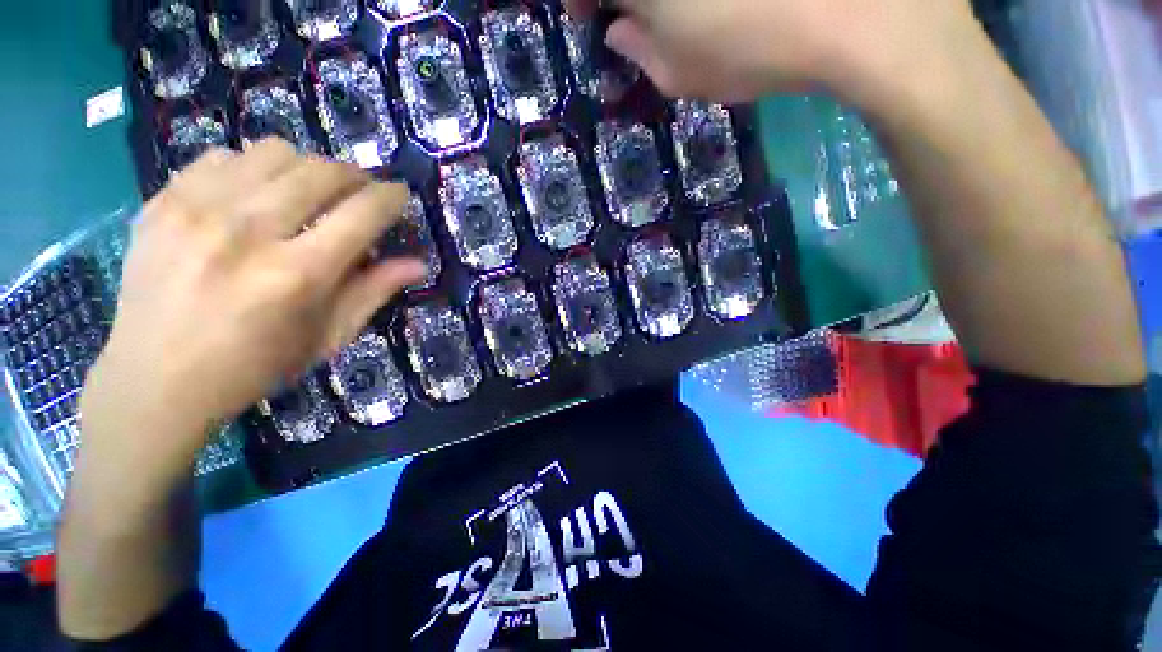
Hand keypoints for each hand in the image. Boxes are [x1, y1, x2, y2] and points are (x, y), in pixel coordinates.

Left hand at [79, 139, 423, 474]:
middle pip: (321, 171)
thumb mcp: (328, 338)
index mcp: (297, 275)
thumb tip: (418, 263)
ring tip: (306, 192)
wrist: (153, 380)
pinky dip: (252, 169)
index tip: (400, 194)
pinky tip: (253, 196)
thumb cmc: (255, 366)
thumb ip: (374, 292)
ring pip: (274, 151)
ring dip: (306, 167)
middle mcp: (248, 232)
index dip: (391, 196)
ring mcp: (196, 210)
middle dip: (354, 176)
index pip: (362, 213)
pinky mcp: (161, 203)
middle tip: (359, 193)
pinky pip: (223, 156)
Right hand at [566, 0, 979, 106]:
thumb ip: (638, 50)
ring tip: (693, 17)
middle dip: (627, 1)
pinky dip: (705, 4)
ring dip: (670, 3)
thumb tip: (619, 29)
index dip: (585, 2)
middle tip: (633, 16)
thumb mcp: (678, 71)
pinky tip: (717, 10)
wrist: (862, 12)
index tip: (591, 19)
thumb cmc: (753, 46)